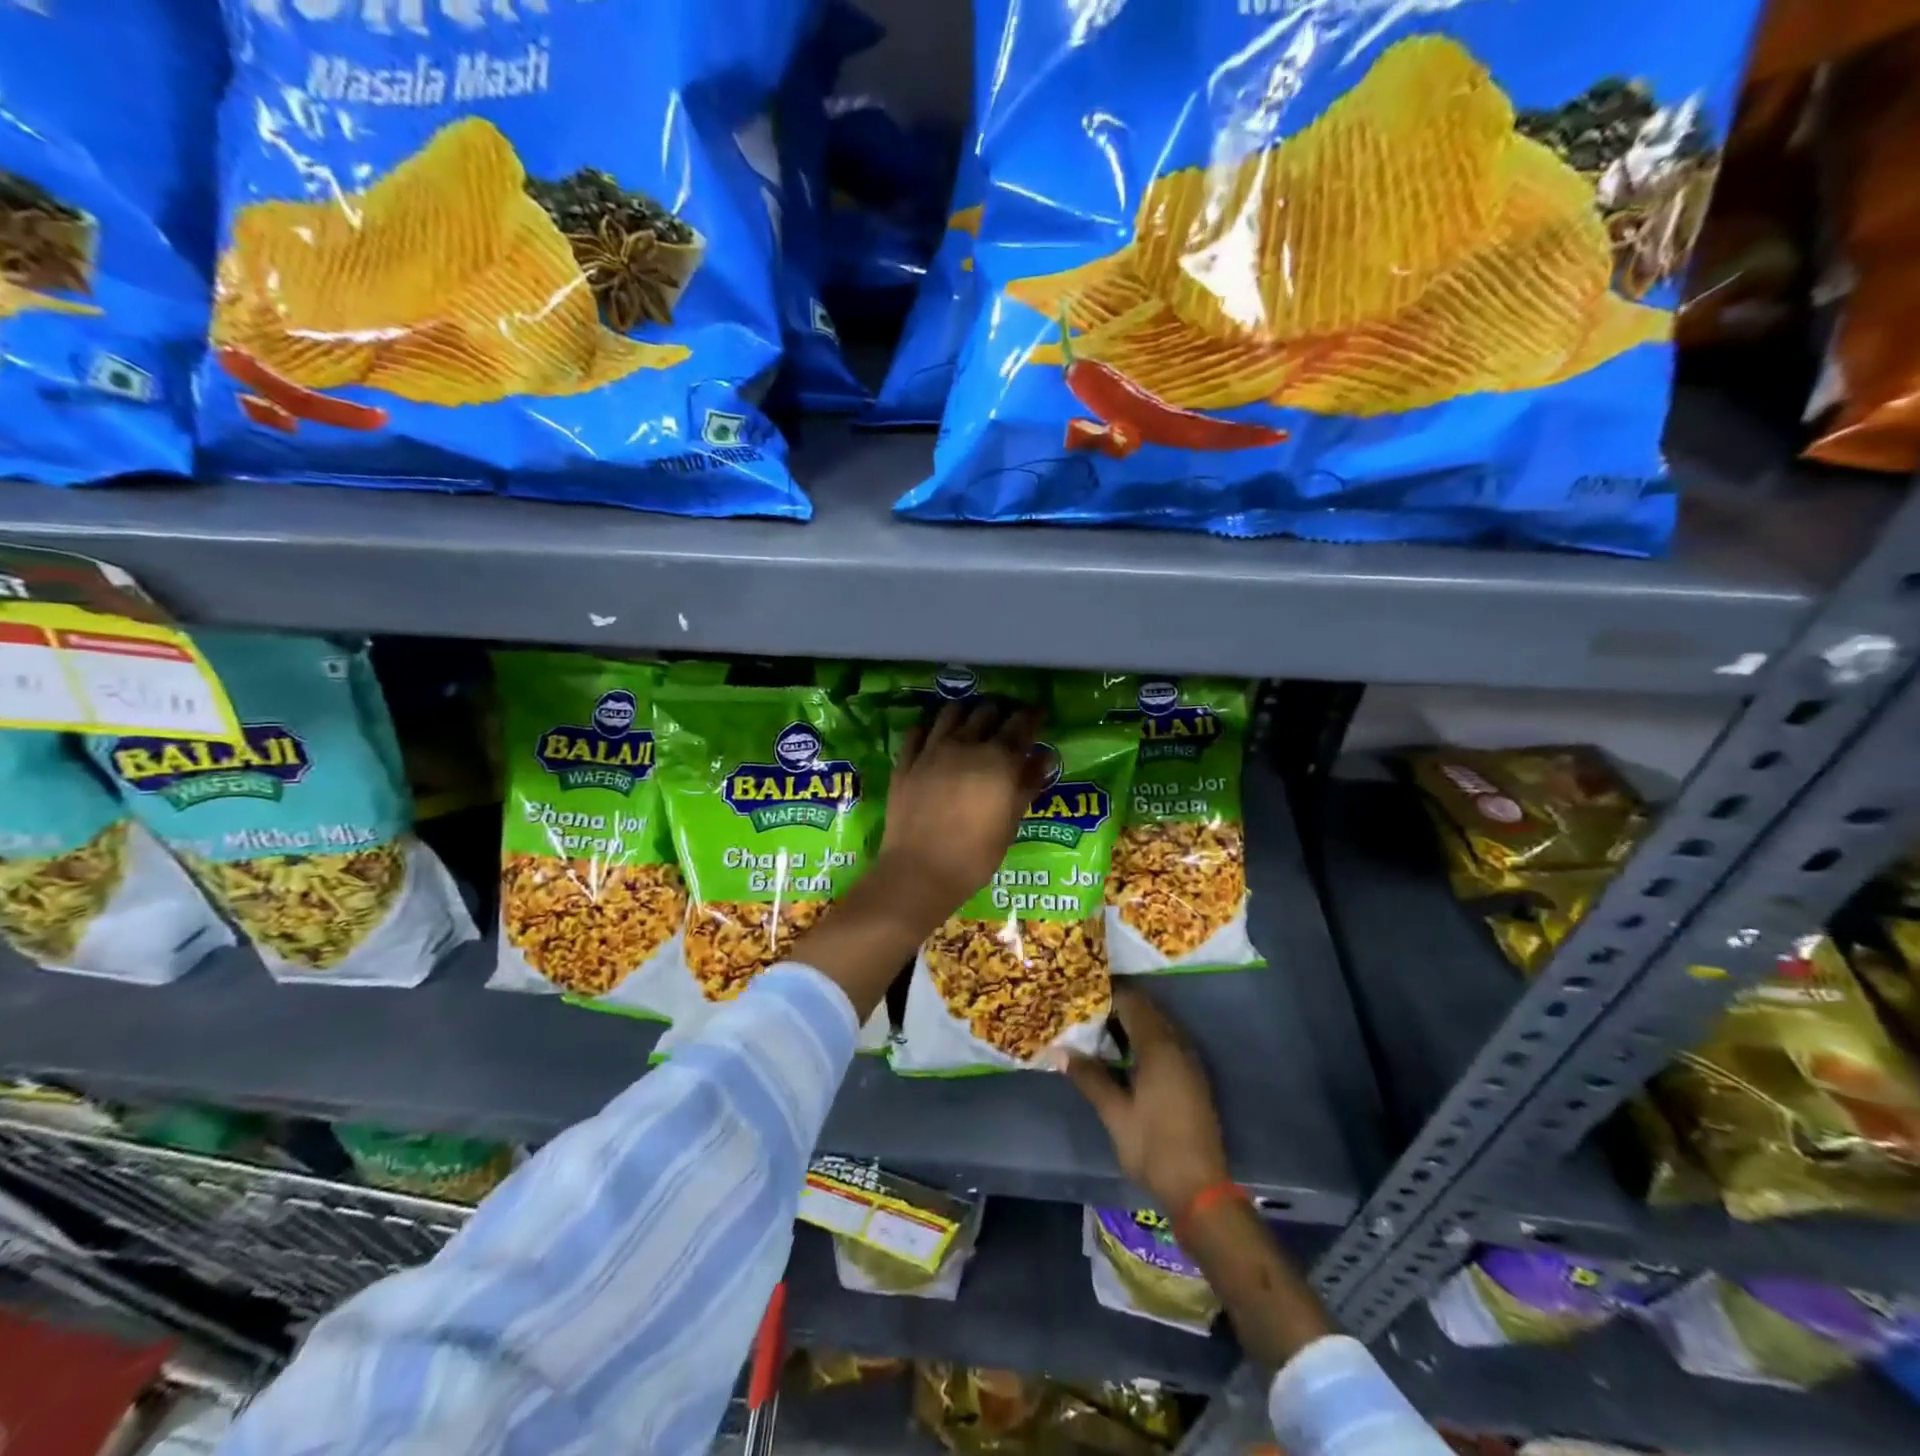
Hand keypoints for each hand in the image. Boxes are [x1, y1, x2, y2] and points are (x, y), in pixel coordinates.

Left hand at [873, 699, 1049, 932]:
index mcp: (998, 759)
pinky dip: (930, 728)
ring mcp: (931, 750)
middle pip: (986, 711)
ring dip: (966, 712)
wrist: (920, 871)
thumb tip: (1045, 756)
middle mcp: (965, 744)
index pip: (1021, 724)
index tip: (1038, 713)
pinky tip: (934, 736)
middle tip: (1005, 724)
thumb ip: (1028, 784)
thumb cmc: (975, 854)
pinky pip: (918, 731)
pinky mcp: (906, 762)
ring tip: (971, 722)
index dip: (1033, 715)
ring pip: (951, 712)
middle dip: (1000, 713)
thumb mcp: (1011, 823)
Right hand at [1063, 984, 1230, 1212]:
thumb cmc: (1154, 1147)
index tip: (1081, 993)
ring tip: (1098, 1029)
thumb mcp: (1115, 1114)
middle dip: (1118, 1006)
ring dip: (1132, 1022)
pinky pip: (1166, 1042)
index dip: (1108, 993)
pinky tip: (1124, 1055)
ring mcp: (1189, 1062)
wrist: (1201, 1190)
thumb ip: (1089, 1077)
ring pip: (1158, 1026)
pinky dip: (1144, 1039)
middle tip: (1085, 1010)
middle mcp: (1178, 1046)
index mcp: (1158, 1047)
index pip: (1132, 1002)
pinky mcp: (1193, 1078)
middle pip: (1147, 1010)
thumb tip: (1060, 1051)